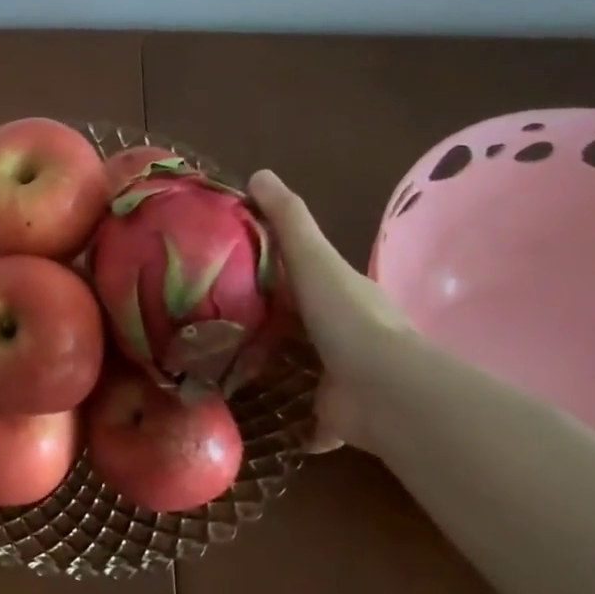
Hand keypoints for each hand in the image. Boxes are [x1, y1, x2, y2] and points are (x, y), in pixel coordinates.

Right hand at [248, 170, 417, 451]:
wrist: (383, 391)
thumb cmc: (345, 317)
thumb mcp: (313, 258)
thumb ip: (288, 220)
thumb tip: (259, 173)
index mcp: (339, 293)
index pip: (302, 272)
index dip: (269, 266)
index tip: (225, 266)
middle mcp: (343, 333)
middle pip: (300, 321)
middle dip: (267, 320)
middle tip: (212, 321)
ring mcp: (342, 377)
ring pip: (302, 368)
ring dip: (275, 369)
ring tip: (225, 368)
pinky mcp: (335, 417)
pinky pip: (308, 418)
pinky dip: (291, 420)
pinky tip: (257, 416)